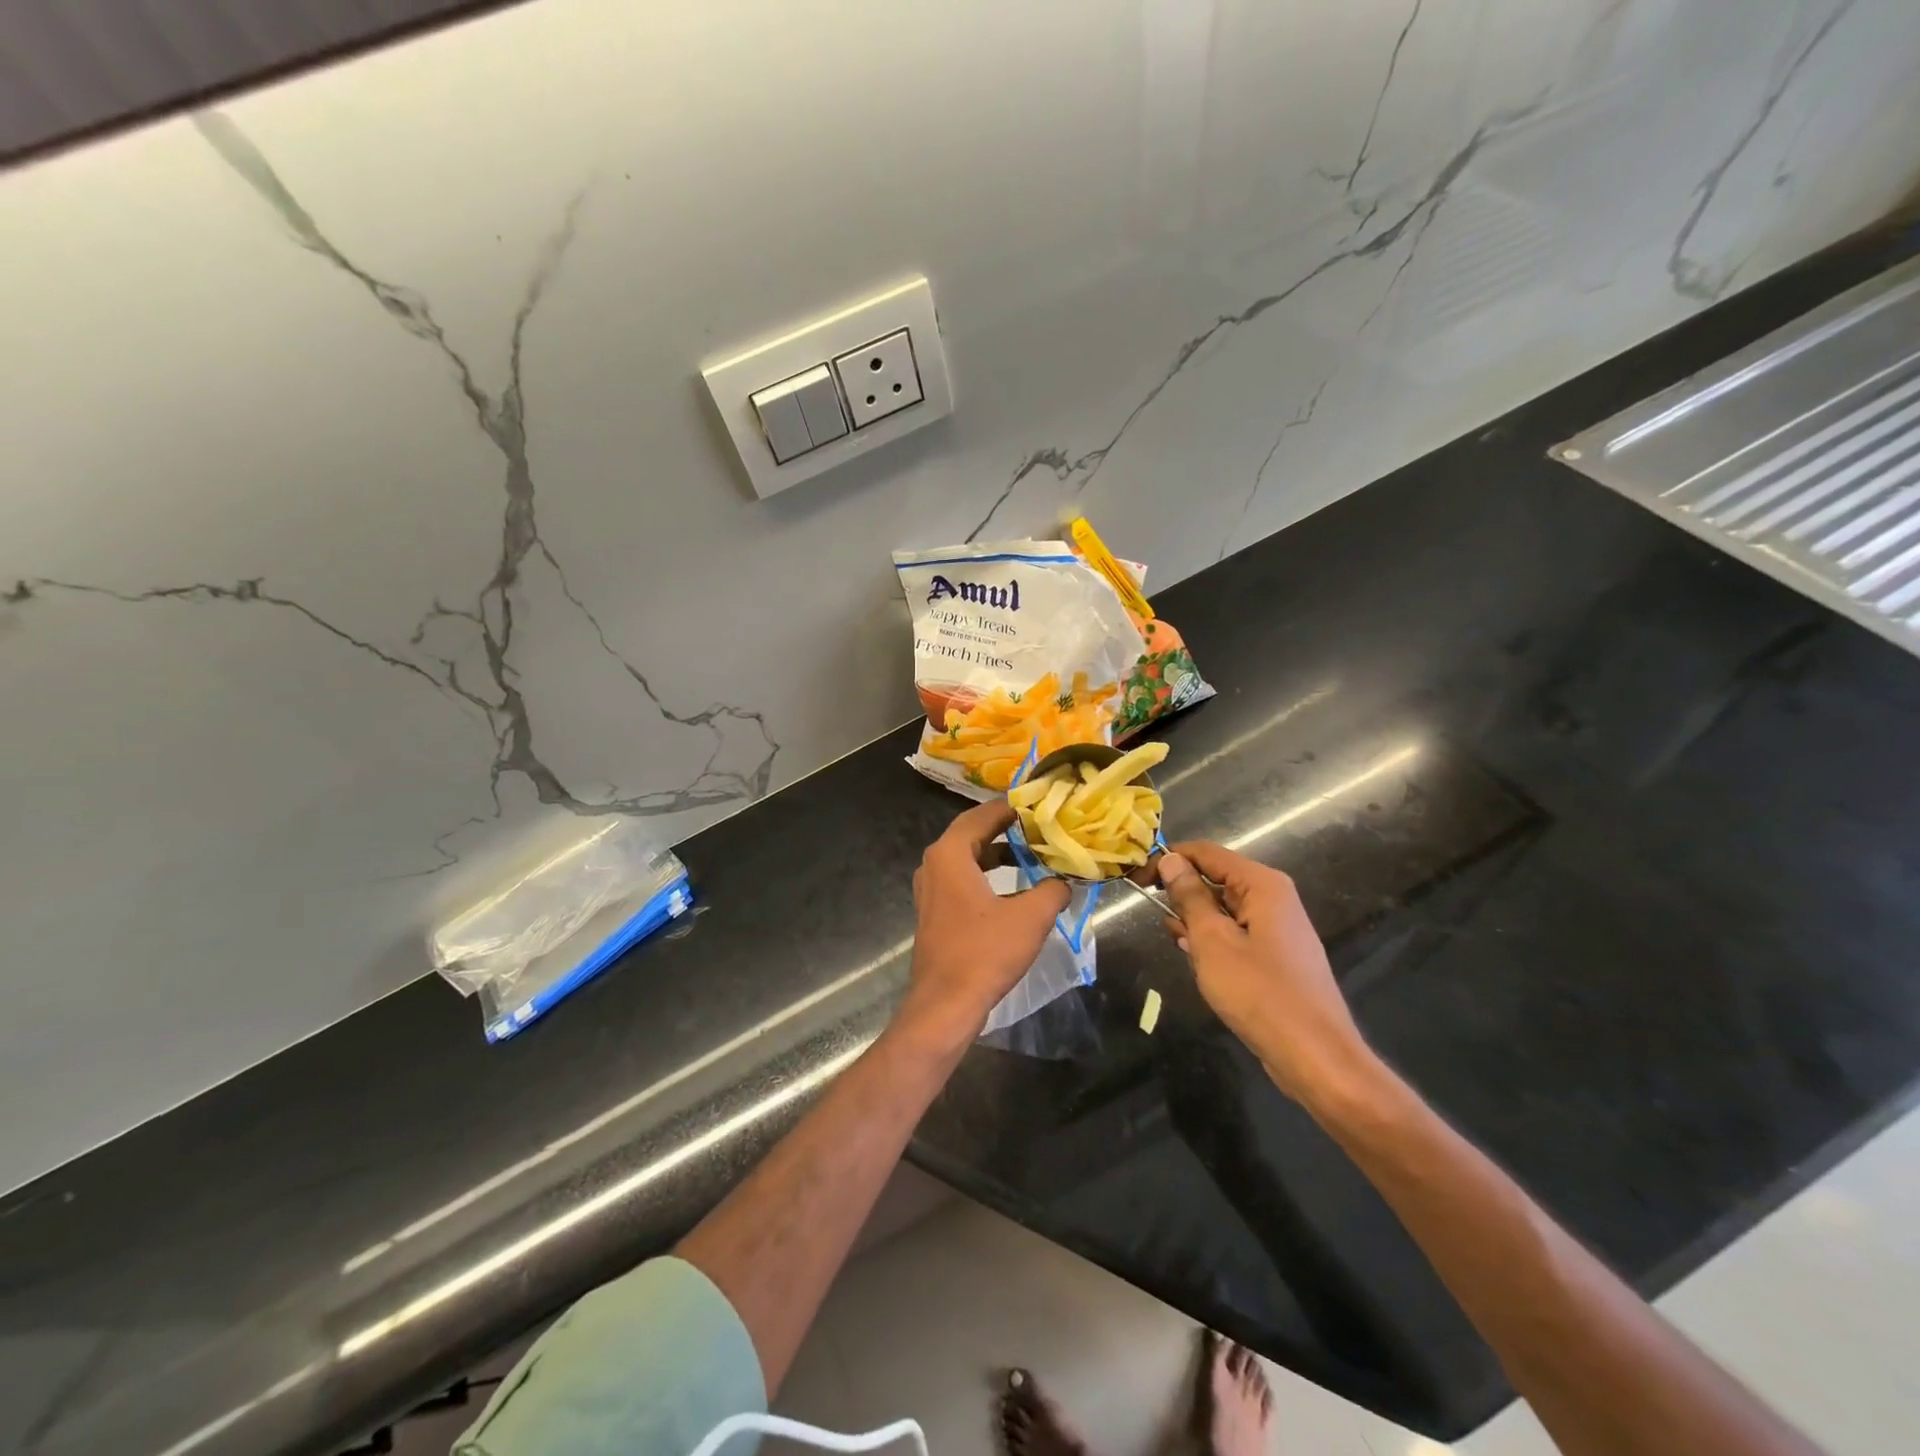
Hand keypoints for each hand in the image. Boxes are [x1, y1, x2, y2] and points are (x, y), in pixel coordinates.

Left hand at [904, 801, 1070, 1043]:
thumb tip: (1064, 881)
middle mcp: (934, 863)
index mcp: (950, 853)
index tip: (1040, 805)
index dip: (1013, 808)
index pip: (983, 814)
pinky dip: (986, 875)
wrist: (946, 1003)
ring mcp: (930, 888)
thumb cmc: (985, 952)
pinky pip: (962, 879)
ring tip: (1032, 854)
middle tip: (1040, 826)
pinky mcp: (934, 910)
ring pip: (967, 857)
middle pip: (973, 833)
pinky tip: (1014, 888)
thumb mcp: (1031, 917)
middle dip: (1007, 829)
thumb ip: (1052, 889)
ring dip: (997, 854)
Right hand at [1157, 842, 1375, 1108]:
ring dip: (1196, 922)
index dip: (1168, 860)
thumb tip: (1171, 860)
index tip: (1136, 881)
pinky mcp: (1277, 956)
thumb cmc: (1260, 993)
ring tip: (1180, 946)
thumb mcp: (1213, 941)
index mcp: (1262, 885)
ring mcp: (1277, 928)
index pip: (1206, 853)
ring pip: (1223, 909)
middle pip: (1216, 878)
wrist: (1316, 1057)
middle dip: (1183, 895)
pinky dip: (1213, 941)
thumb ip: (1190, 896)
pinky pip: (1236, 933)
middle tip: (1159, 922)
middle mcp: (1273, 898)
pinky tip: (1199, 963)